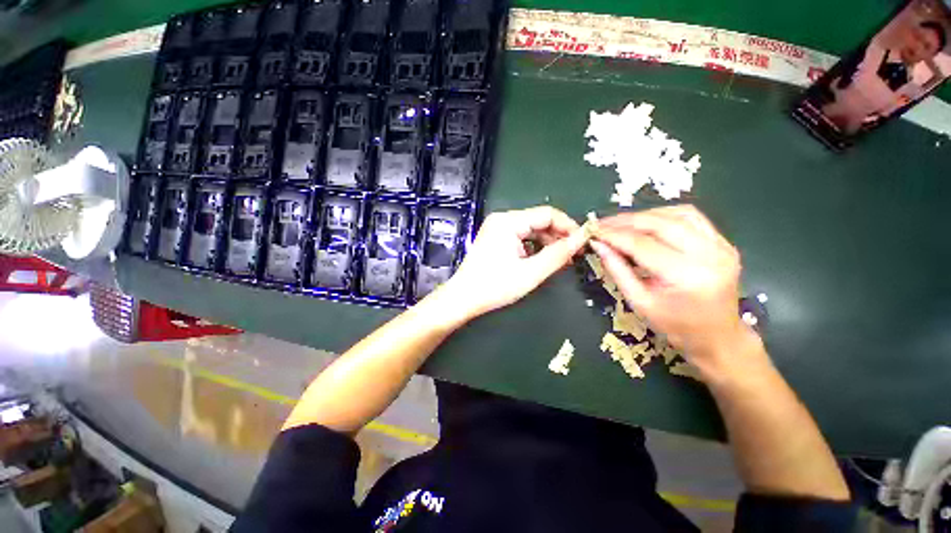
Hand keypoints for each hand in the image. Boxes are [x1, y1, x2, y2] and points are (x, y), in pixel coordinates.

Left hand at [441, 206, 587, 319]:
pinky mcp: (496, 238)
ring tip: (562, 260)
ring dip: (548, 242)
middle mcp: (502, 219)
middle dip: (558, 236)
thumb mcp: (530, 272)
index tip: (583, 242)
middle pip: (539, 220)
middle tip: (574, 255)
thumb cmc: (495, 286)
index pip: (547, 214)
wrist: (463, 298)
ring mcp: (497, 228)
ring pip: (531, 229)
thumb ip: (557, 254)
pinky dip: (535, 247)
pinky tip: (543, 259)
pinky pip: (521, 237)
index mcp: (508, 221)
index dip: (568, 226)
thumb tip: (581, 239)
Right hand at [590, 205, 751, 361]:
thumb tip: (598, 244)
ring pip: (678, 214)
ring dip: (645, 215)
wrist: (717, 336)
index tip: (593, 230)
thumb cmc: (674, 326)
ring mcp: (722, 246)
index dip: (614, 235)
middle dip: (626, 221)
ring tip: (621, 223)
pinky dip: (664, 215)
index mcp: (687, 277)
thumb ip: (617, 269)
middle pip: (661, 224)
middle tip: (603, 223)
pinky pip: (691, 218)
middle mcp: (710, 255)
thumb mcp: (639, 301)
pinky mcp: (723, 242)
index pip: (643, 245)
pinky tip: (647, 223)